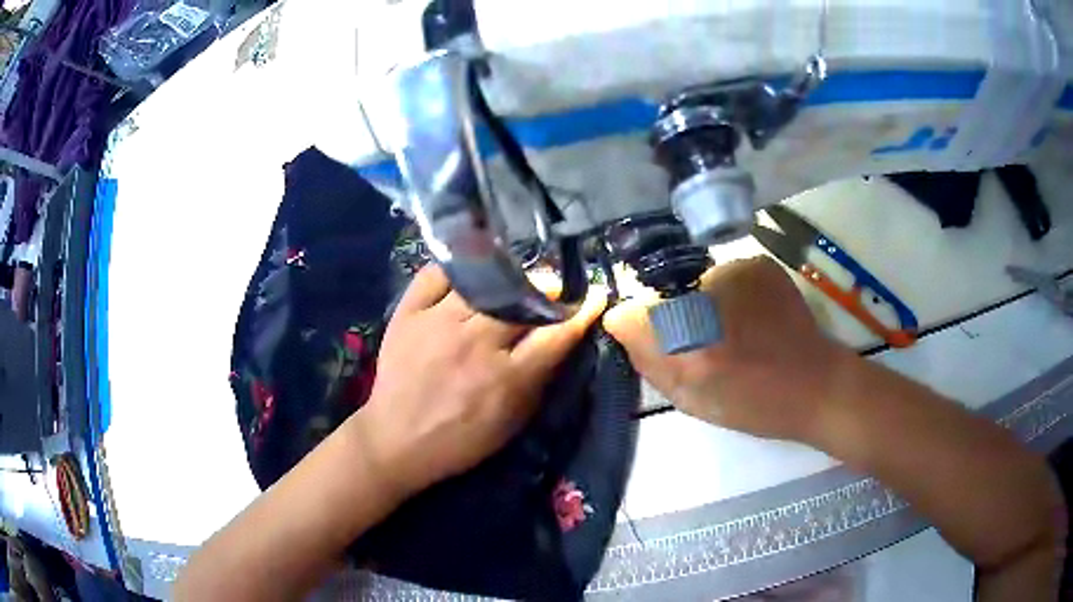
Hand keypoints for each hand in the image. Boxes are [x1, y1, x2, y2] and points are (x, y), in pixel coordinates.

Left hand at [353, 265, 606, 496]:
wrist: (395, 440)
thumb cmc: (459, 439)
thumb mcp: (511, 423)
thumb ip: (538, 381)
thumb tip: (560, 342)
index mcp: (505, 377)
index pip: (555, 334)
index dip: (581, 311)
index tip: (595, 296)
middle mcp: (474, 342)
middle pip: (522, 299)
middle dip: (548, 288)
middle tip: (554, 287)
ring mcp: (437, 322)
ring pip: (484, 282)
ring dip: (508, 276)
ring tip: (516, 277)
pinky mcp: (408, 313)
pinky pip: (435, 274)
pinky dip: (456, 268)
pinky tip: (471, 269)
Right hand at [604, 256, 851, 440]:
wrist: (816, 384)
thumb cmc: (753, 404)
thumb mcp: (691, 401)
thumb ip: (651, 364)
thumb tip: (624, 326)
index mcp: (688, 349)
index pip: (628, 316)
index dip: (635, 328)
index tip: (652, 342)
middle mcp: (707, 303)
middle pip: (660, 297)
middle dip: (670, 316)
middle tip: (702, 341)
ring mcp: (737, 274)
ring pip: (694, 283)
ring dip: (702, 303)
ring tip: (734, 328)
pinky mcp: (758, 263)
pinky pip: (724, 275)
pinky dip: (730, 293)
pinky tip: (754, 315)